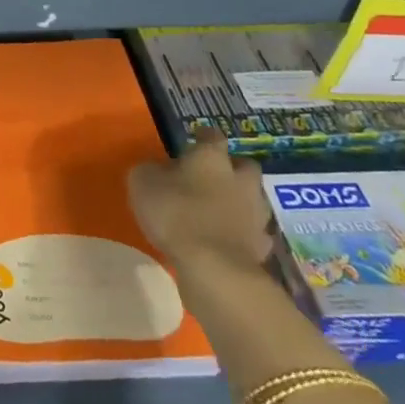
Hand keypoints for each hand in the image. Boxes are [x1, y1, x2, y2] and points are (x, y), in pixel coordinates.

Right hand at [128, 132, 272, 274]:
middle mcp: (240, 180)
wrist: (214, 267)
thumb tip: (156, 169)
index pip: (212, 136)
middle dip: (232, 169)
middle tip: (212, 177)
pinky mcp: (262, 245)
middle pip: (245, 166)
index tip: (194, 141)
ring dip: (241, 201)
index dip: (203, 137)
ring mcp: (256, 213)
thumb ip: (150, 171)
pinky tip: (229, 240)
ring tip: (220, 211)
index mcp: (211, 158)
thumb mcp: (142, 183)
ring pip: (254, 199)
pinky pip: (255, 233)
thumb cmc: (174, 213)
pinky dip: (244, 233)